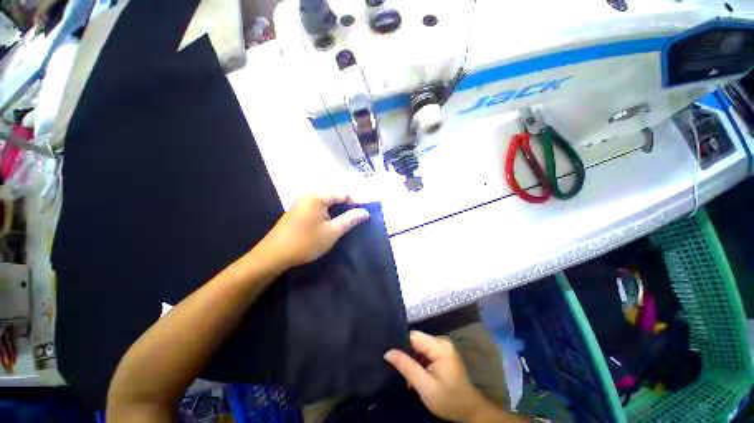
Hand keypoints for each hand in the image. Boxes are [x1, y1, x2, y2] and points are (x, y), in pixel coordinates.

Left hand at [258, 192, 369, 269]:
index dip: (356, 203)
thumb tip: (365, 212)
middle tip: (357, 219)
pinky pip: (319, 205)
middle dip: (347, 206)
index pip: (344, 193)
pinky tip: (333, 221)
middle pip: (336, 195)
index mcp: (318, 195)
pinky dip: (329, 212)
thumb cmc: (305, 242)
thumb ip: (350, 219)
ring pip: (328, 201)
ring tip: (347, 221)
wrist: (274, 255)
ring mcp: (303, 200)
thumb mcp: (332, 232)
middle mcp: (310, 193)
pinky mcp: (299, 208)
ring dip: (338, 210)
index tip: (365, 215)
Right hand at [384, 331, 489, 421]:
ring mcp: (442, 346)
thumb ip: (407, 367)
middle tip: (404, 375)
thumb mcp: (425, 387)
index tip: (393, 358)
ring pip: (418, 346)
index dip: (402, 345)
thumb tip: (388, 352)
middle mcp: (441, 341)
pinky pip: (424, 351)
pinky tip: (418, 375)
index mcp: (440, 346)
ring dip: (412, 361)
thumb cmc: (448, 400)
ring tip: (410, 379)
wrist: (468, 410)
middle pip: (416, 341)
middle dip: (407, 356)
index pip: (414, 336)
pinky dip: (418, 362)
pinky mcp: (442, 351)